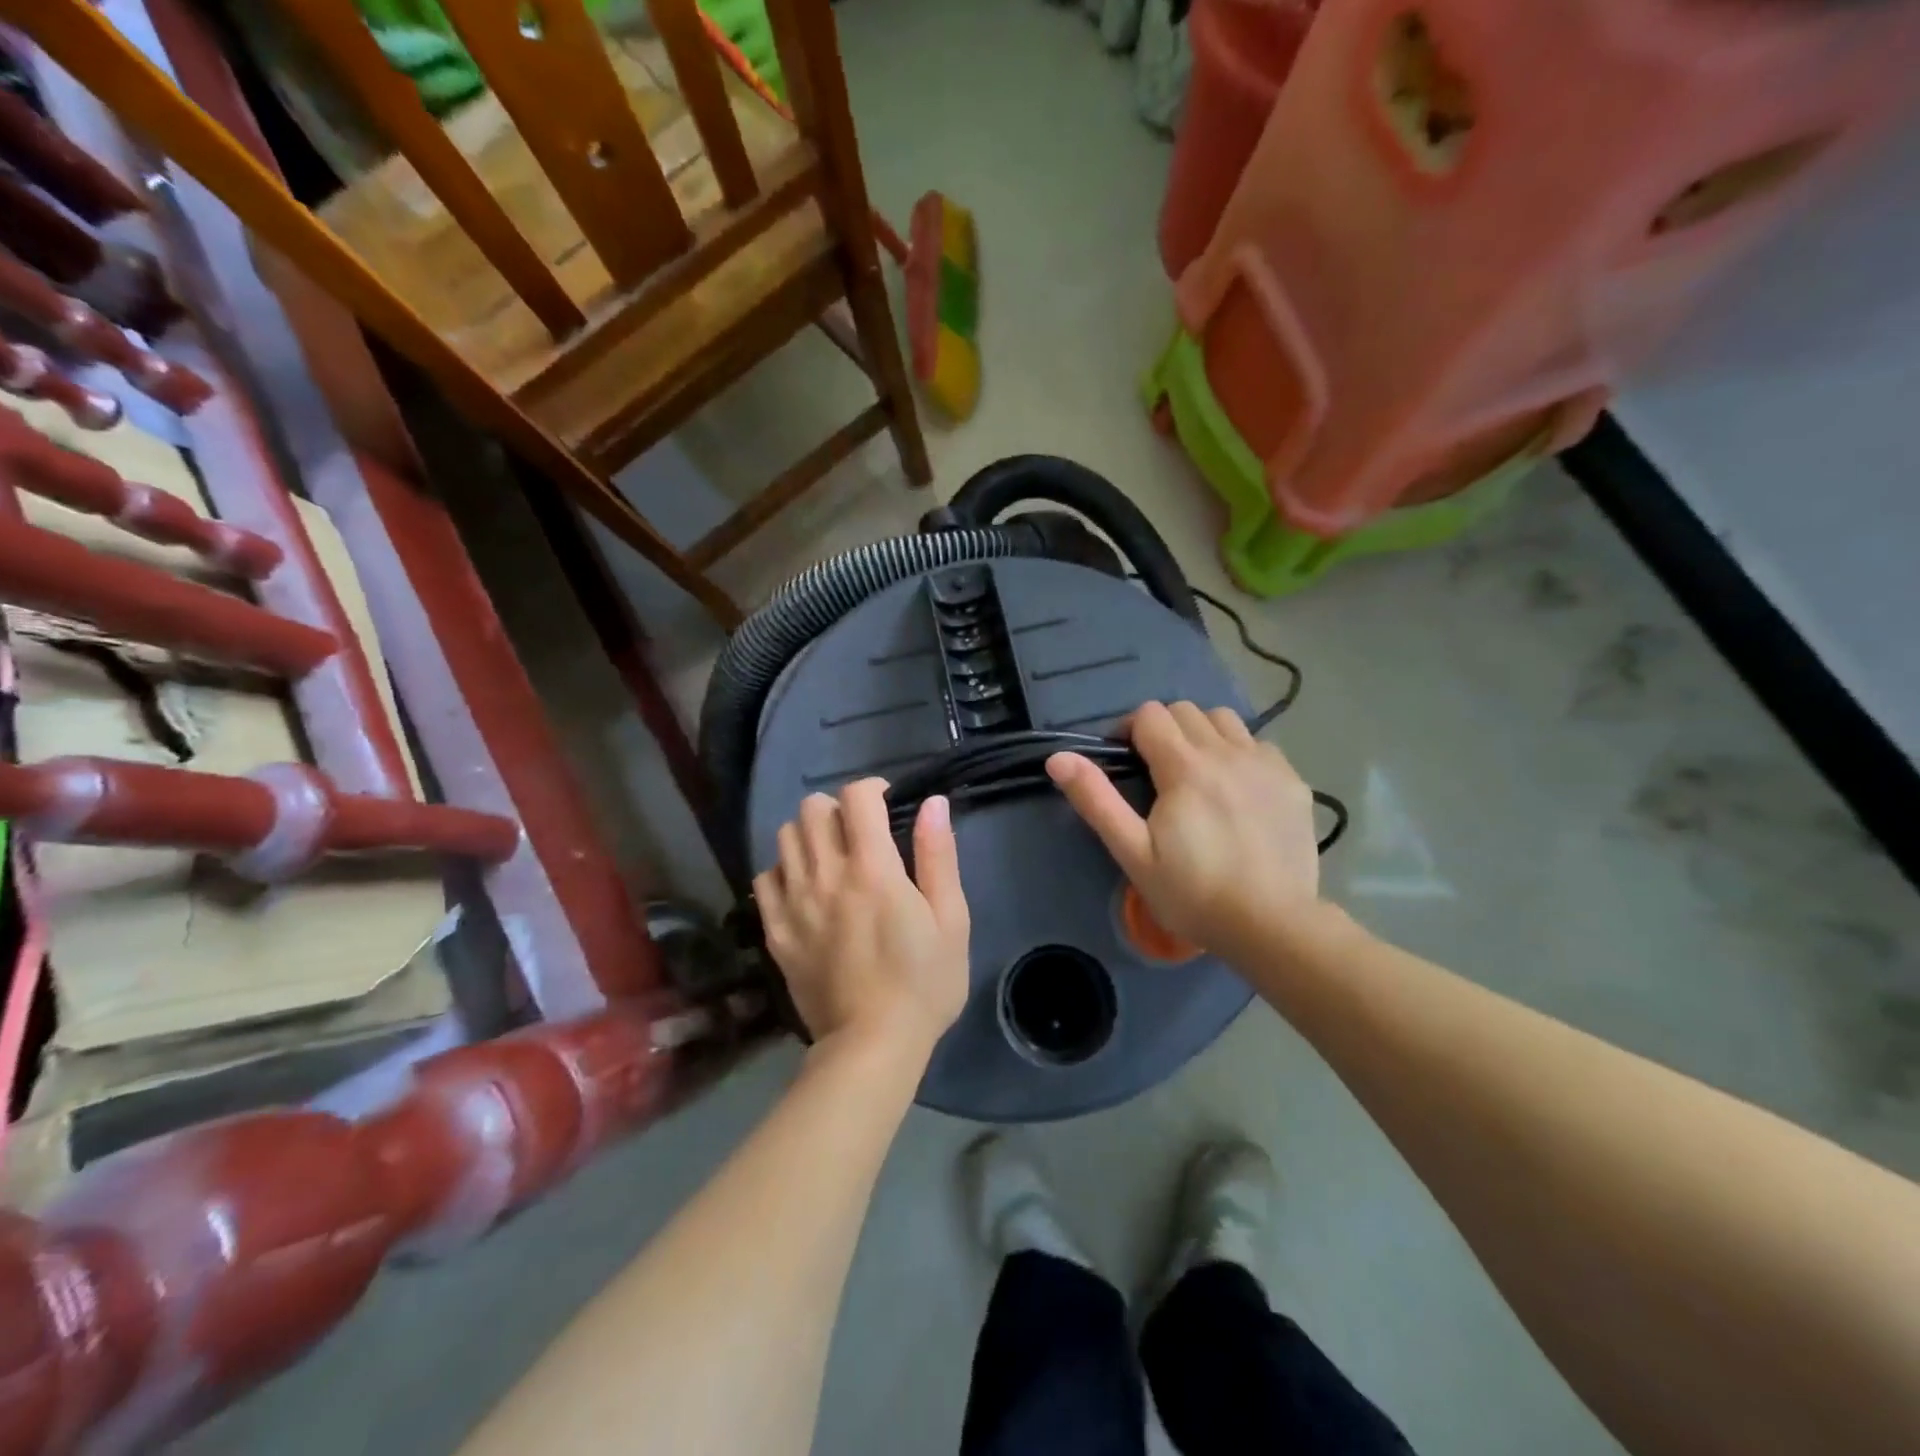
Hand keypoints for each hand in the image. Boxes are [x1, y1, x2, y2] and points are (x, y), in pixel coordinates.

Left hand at [754, 779, 970, 1055]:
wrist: (871, 1045)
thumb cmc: (923, 983)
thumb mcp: (951, 920)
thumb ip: (939, 856)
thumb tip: (932, 803)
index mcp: (873, 868)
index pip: (857, 797)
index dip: (873, 789)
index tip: (888, 806)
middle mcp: (826, 874)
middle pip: (813, 808)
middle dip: (839, 809)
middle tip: (860, 834)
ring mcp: (794, 902)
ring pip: (785, 836)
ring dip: (810, 834)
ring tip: (831, 857)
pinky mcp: (776, 930)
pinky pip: (765, 877)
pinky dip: (784, 871)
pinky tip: (805, 888)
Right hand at [1046, 701, 1321, 957]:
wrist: (1272, 925)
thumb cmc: (1193, 893)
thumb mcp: (1133, 852)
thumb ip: (1096, 800)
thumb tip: (1058, 757)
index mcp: (1185, 766)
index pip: (1150, 715)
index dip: (1129, 730)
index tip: (1125, 761)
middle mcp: (1227, 752)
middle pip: (1186, 711)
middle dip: (1163, 730)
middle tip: (1156, 771)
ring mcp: (1266, 764)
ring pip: (1225, 720)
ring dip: (1203, 734)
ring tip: (1197, 773)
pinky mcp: (1293, 782)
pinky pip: (1259, 745)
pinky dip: (1240, 753)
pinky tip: (1237, 789)